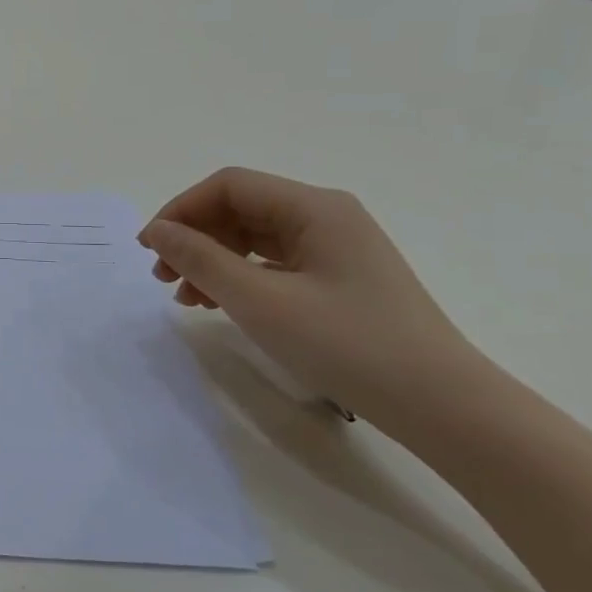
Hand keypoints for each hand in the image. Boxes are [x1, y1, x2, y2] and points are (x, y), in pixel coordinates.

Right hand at [138, 168, 479, 423]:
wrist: (442, 405)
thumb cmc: (347, 344)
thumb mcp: (260, 301)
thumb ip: (201, 259)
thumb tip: (158, 231)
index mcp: (314, 207)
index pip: (228, 186)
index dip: (180, 210)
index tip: (150, 248)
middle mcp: (326, 216)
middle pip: (240, 209)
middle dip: (194, 238)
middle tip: (162, 278)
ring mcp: (336, 248)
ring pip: (254, 237)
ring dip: (212, 260)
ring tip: (187, 298)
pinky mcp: (339, 278)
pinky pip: (275, 263)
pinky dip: (240, 278)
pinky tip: (222, 305)